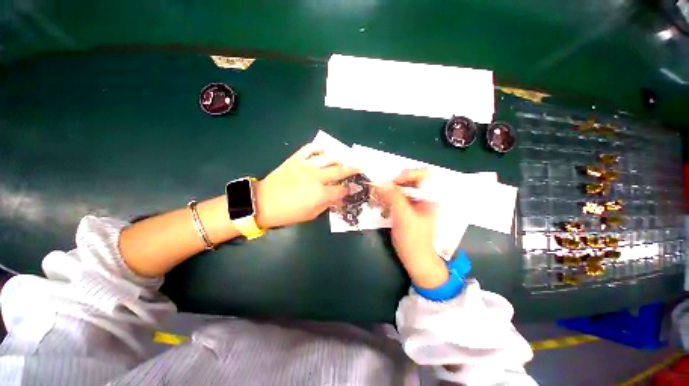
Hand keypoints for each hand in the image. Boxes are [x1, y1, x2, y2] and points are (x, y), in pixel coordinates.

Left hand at [255, 144, 358, 228]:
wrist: (262, 202)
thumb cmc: (288, 213)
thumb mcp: (310, 215)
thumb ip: (326, 205)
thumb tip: (336, 198)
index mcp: (321, 193)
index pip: (341, 190)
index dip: (349, 189)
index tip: (354, 188)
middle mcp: (317, 177)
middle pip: (339, 171)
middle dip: (352, 170)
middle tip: (359, 167)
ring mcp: (306, 166)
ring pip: (328, 157)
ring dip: (338, 159)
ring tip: (342, 161)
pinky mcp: (296, 159)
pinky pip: (310, 148)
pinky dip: (318, 148)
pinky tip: (323, 151)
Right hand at [376, 169, 448, 288]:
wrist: (414, 257)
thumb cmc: (414, 239)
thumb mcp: (404, 216)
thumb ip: (394, 197)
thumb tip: (381, 182)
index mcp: (431, 197)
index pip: (423, 174)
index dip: (408, 174)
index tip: (394, 182)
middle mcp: (424, 197)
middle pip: (409, 180)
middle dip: (395, 183)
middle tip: (383, 189)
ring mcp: (415, 202)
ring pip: (401, 188)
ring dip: (389, 191)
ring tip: (379, 197)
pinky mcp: (406, 209)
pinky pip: (396, 197)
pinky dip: (388, 198)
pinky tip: (381, 204)